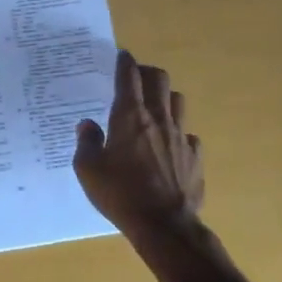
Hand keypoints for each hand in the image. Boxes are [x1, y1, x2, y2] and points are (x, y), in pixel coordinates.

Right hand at [73, 51, 203, 241]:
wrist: (164, 225)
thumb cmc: (121, 194)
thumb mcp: (89, 170)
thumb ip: (87, 142)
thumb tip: (87, 124)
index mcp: (130, 116)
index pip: (128, 76)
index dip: (124, 62)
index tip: (121, 55)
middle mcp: (158, 119)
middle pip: (159, 79)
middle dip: (147, 72)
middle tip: (136, 78)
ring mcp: (181, 136)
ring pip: (177, 101)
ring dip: (165, 98)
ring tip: (154, 107)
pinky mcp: (195, 157)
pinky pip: (189, 135)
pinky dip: (178, 134)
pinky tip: (170, 146)